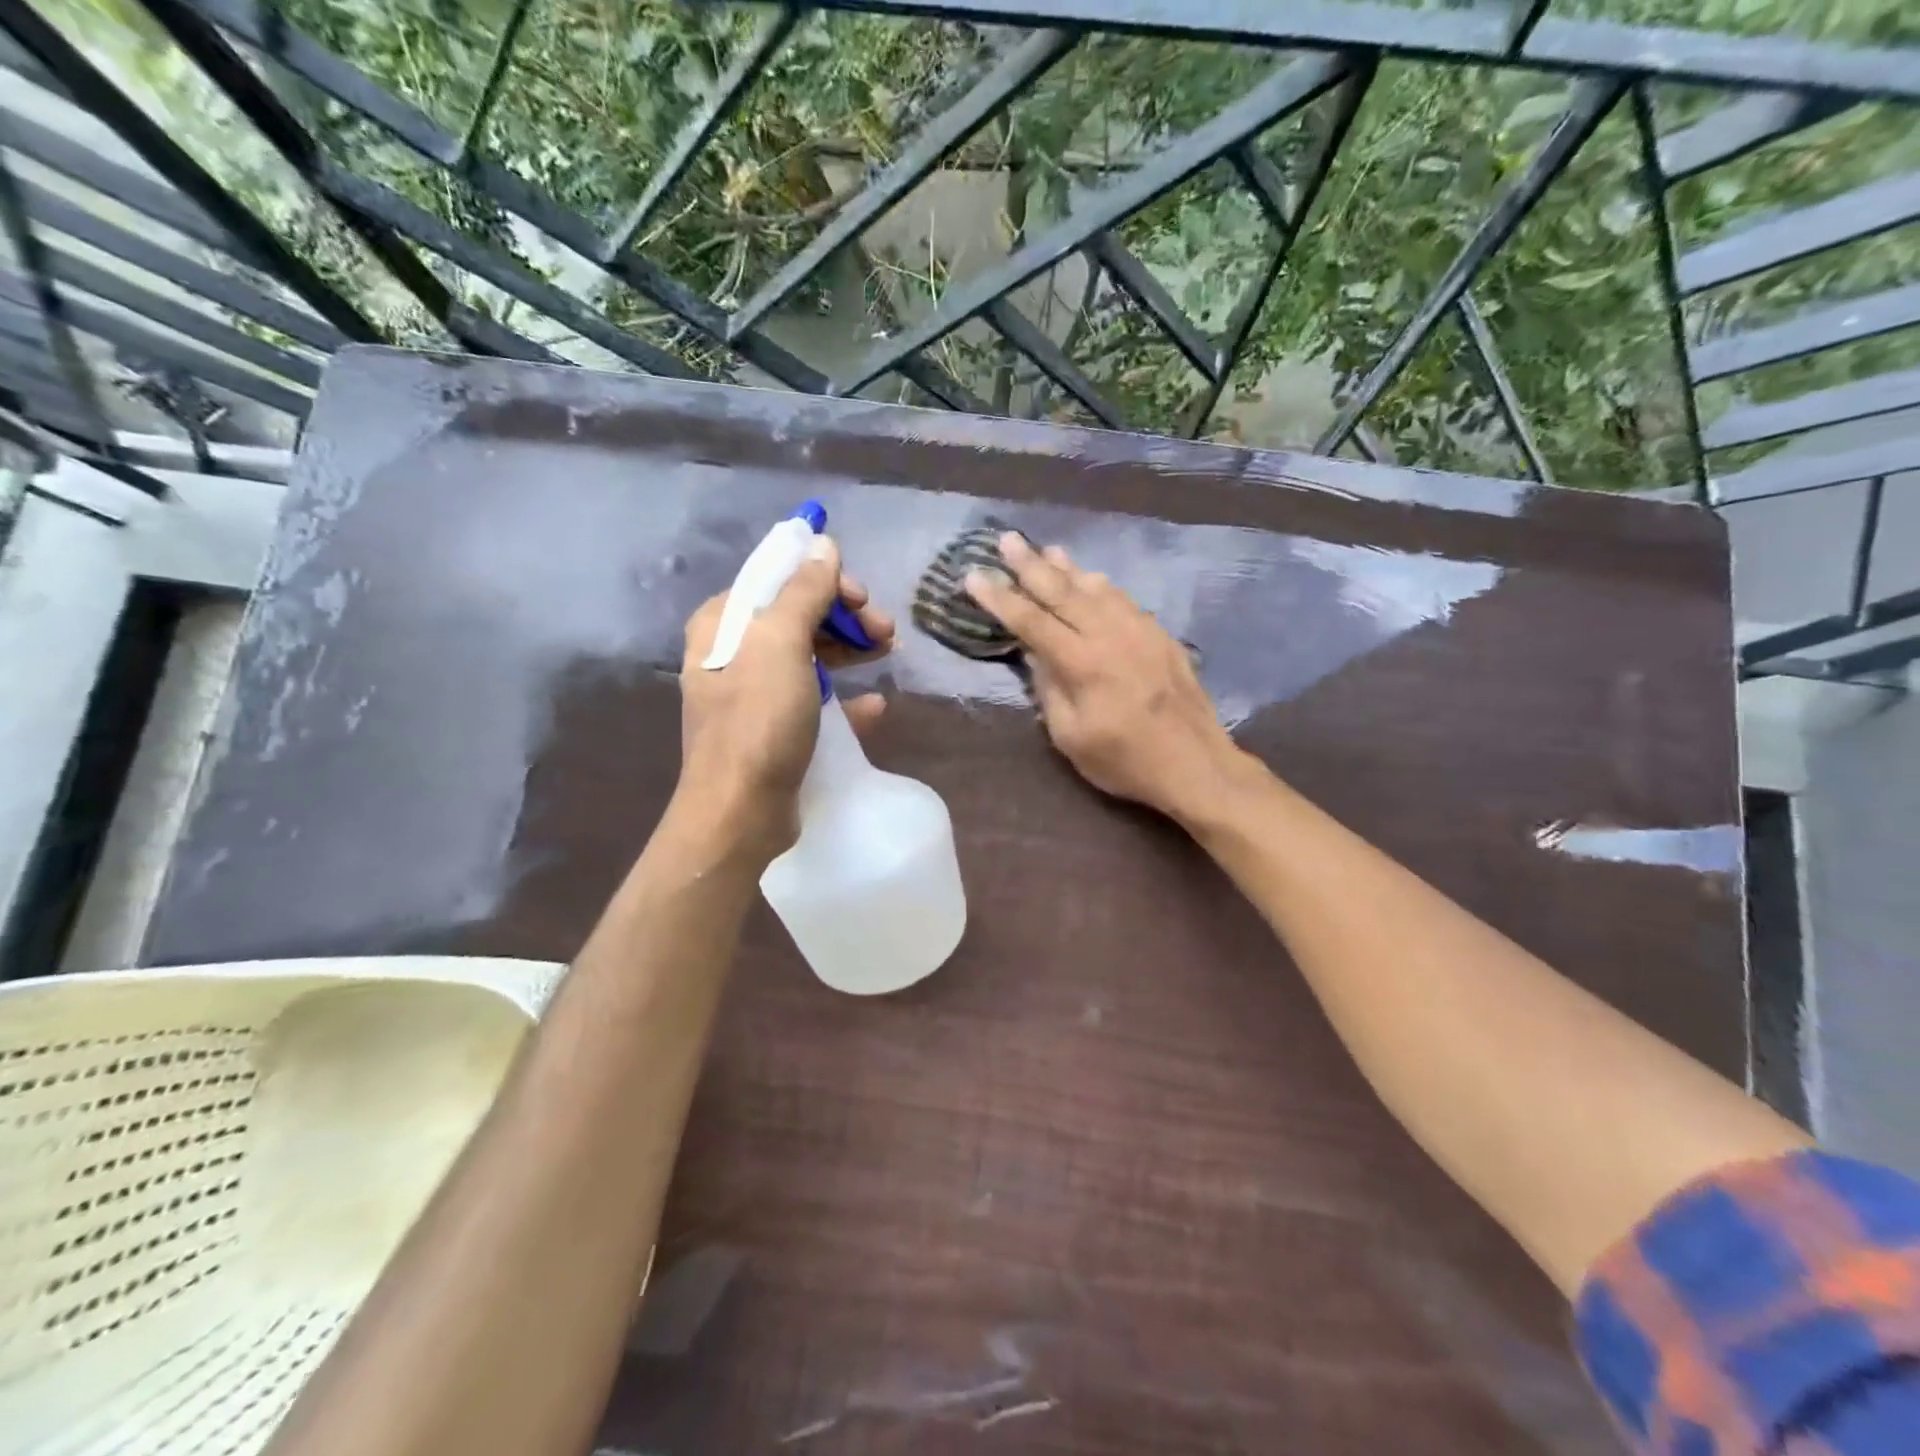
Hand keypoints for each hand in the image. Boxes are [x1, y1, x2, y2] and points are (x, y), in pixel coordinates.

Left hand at [677, 535, 892, 853]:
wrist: (740, 812)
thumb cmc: (758, 721)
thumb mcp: (781, 644)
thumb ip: (804, 590)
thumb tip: (823, 543)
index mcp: (724, 623)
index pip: (778, 580)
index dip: (825, 581)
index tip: (863, 598)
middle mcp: (734, 653)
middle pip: (797, 616)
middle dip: (845, 618)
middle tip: (885, 632)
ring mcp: (753, 694)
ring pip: (809, 656)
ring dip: (850, 650)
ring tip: (889, 654)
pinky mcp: (773, 729)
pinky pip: (814, 700)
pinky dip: (844, 697)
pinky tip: (874, 704)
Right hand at [965, 533, 1242, 819]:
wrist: (1196, 764)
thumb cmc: (1125, 761)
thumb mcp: (1071, 737)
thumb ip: (1049, 690)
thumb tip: (1035, 654)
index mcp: (1082, 662)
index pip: (1031, 621)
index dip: (1000, 598)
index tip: (974, 575)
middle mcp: (1110, 634)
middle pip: (1062, 591)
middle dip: (1030, 565)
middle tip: (1007, 539)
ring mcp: (1139, 630)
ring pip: (1095, 588)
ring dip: (1067, 568)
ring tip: (1046, 549)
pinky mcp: (1159, 635)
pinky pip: (1123, 599)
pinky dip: (1100, 585)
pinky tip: (1091, 579)